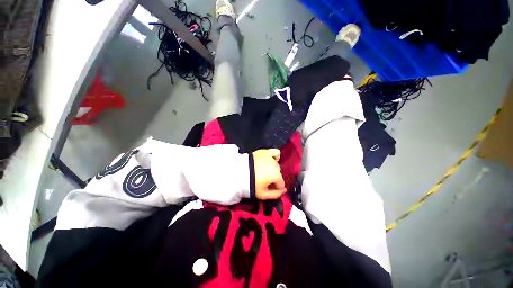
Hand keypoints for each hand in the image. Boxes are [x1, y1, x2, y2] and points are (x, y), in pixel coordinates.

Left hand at [252, 149, 286, 199]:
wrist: (238, 172)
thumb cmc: (250, 184)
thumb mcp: (263, 194)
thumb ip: (276, 194)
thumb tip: (284, 191)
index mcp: (276, 175)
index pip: (281, 184)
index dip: (276, 188)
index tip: (269, 188)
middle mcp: (275, 165)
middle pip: (278, 174)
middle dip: (273, 178)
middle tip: (264, 181)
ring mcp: (270, 157)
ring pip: (276, 165)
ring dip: (272, 169)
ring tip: (264, 172)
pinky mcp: (264, 152)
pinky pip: (275, 152)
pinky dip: (275, 156)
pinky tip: (272, 160)